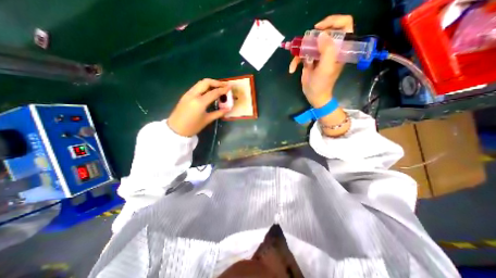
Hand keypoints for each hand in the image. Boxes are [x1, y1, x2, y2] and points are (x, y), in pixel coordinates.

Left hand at [168, 78, 231, 136]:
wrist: (176, 129)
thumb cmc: (193, 127)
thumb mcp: (207, 120)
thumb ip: (218, 113)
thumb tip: (228, 109)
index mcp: (200, 102)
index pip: (214, 92)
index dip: (223, 89)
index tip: (230, 86)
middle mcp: (193, 94)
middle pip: (206, 82)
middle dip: (216, 82)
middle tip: (224, 85)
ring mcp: (188, 94)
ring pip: (200, 83)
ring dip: (210, 83)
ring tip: (218, 87)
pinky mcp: (185, 95)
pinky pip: (196, 87)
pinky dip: (204, 86)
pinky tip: (209, 91)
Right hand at [289, 14, 354, 108]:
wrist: (314, 96)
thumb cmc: (322, 84)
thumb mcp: (326, 68)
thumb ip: (327, 50)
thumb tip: (321, 35)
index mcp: (340, 48)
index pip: (344, 25)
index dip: (333, 22)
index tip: (319, 28)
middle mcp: (330, 49)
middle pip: (322, 33)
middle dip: (311, 39)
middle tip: (304, 46)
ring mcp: (319, 54)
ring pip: (309, 44)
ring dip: (299, 52)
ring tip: (295, 61)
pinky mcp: (309, 60)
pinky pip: (301, 55)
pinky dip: (295, 61)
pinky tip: (292, 69)